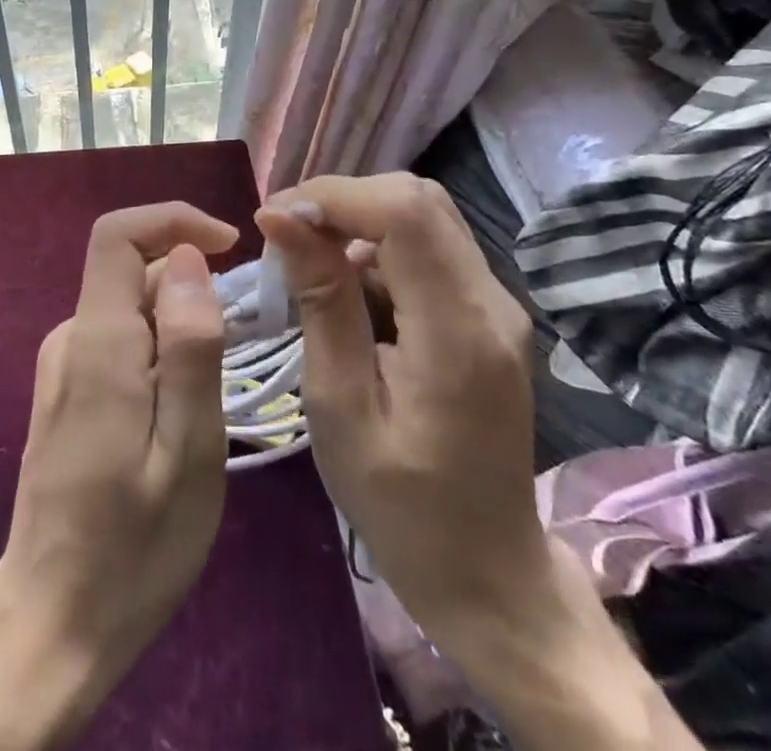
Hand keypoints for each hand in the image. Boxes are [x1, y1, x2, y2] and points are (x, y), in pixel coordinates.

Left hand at [0, 202, 238, 750]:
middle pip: (132, 269)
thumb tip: (189, 257)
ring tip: (217, 389)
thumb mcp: (188, 451)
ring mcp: (63, 364)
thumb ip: (191, 347)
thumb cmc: (134, 547)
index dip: (173, 219)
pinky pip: (120, 339)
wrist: (52, 620)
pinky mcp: (66, 389)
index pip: (118, 234)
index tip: (231, 245)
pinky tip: (183, 408)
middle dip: (192, 281)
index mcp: (99, 342)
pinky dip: (161, 348)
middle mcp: (71, 337)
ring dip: (181, 321)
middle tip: (244, 341)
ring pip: (130, 307)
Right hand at [255, 173, 548, 652]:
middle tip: (284, 235)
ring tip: (304, 261)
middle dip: (342, 201)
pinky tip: (342, 286)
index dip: (334, 196)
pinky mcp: (487, 313)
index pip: (405, 212)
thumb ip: (321, 303)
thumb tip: (282, 218)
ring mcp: (497, 305)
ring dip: (356, 221)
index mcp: (459, 332)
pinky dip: (376, 246)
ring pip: (422, 215)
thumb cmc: (402, 507)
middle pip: (418, 199)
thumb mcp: (340, 407)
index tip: (274, 219)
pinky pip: (428, 248)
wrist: (489, 575)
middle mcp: (492, 302)